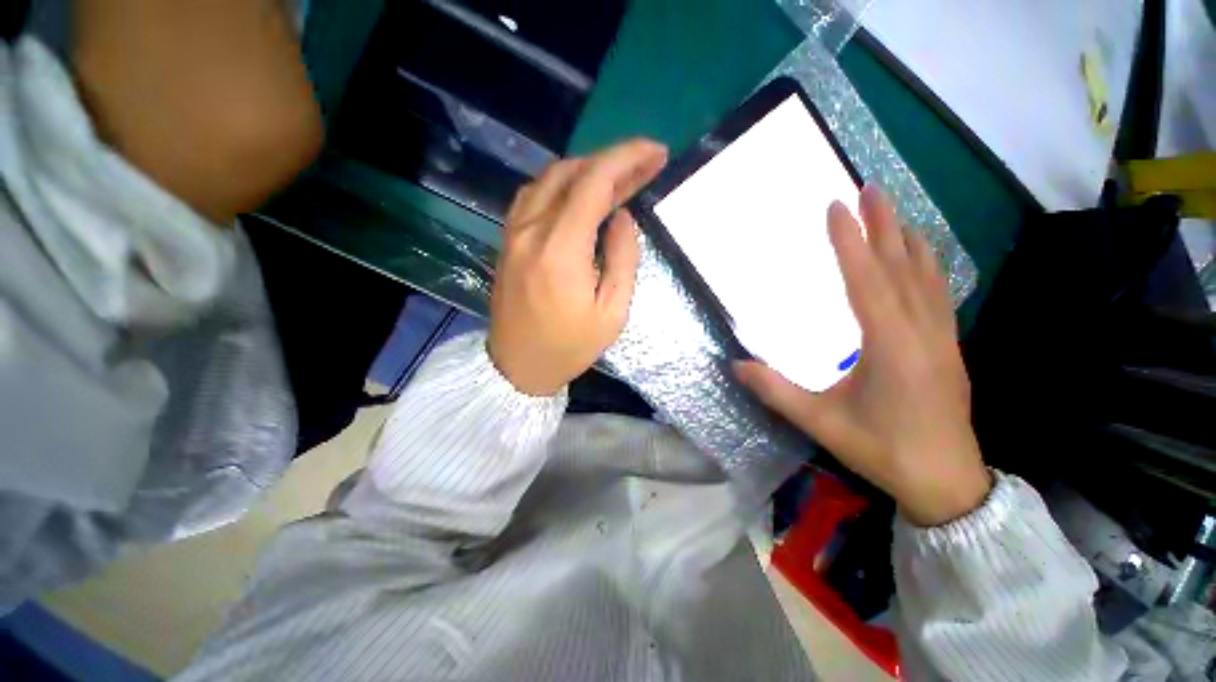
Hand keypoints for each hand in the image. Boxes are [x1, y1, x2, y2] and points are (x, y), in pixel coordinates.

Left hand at [488, 139, 667, 395]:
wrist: (517, 366)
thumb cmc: (569, 347)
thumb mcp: (612, 312)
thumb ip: (622, 259)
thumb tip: (622, 217)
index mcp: (561, 250)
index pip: (594, 183)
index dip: (628, 159)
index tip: (656, 153)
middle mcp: (531, 230)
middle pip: (572, 172)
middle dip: (613, 161)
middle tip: (645, 165)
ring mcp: (513, 232)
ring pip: (550, 178)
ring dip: (588, 170)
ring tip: (620, 179)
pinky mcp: (508, 239)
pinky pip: (535, 195)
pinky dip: (563, 184)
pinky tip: (582, 194)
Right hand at [735, 186, 989, 525]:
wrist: (946, 482)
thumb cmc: (882, 449)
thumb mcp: (820, 423)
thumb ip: (776, 392)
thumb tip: (736, 365)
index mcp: (890, 346)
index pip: (867, 281)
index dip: (850, 243)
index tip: (836, 208)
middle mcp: (922, 332)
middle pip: (902, 267)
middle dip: (885, 225)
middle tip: (870, 189)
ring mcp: (942, 337)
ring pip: (927, 276)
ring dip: (908, 239)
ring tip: (894, 211)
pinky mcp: (949, 346)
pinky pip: (939, 293)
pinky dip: (927, 265)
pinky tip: (920, 255)